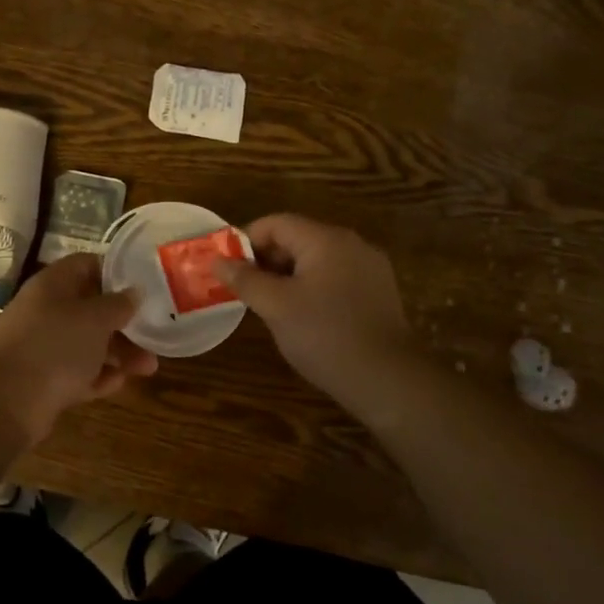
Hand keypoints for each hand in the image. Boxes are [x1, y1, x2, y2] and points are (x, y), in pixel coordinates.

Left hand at [0, 253, 157, 441]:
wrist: (8, 402)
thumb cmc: (56, 345)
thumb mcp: (96, 318)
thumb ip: (119, 303)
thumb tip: (135, 291)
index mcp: (53, 284)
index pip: (87, 264)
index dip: (116, 272)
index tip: (144, 284)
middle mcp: (45, 310)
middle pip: (91, 308)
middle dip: (124, 322)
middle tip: (154, 333)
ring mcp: (42, 346)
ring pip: (87, 342)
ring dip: (118, 353)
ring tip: (148, 368)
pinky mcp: (43, 379)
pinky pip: (77, 372)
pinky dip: (98, 376)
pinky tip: (120, 383)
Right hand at [216, 214, 417, 401]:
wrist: (388, 379)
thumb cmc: (325, 336)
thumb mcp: (276, 306)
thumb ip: (244, 280)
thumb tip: (216, 261)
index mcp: (326, 239)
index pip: (276, 223)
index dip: (246, 241)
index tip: (227, 268)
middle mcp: (351, 244)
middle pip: (298, 238)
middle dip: (266, 260)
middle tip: (244, 290)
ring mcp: (369, 267)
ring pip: (316, 260)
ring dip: (288, 276)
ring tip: (268, 305)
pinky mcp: (378, 292)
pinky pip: (335, 277)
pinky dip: (312, 288)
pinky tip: (302, 317)